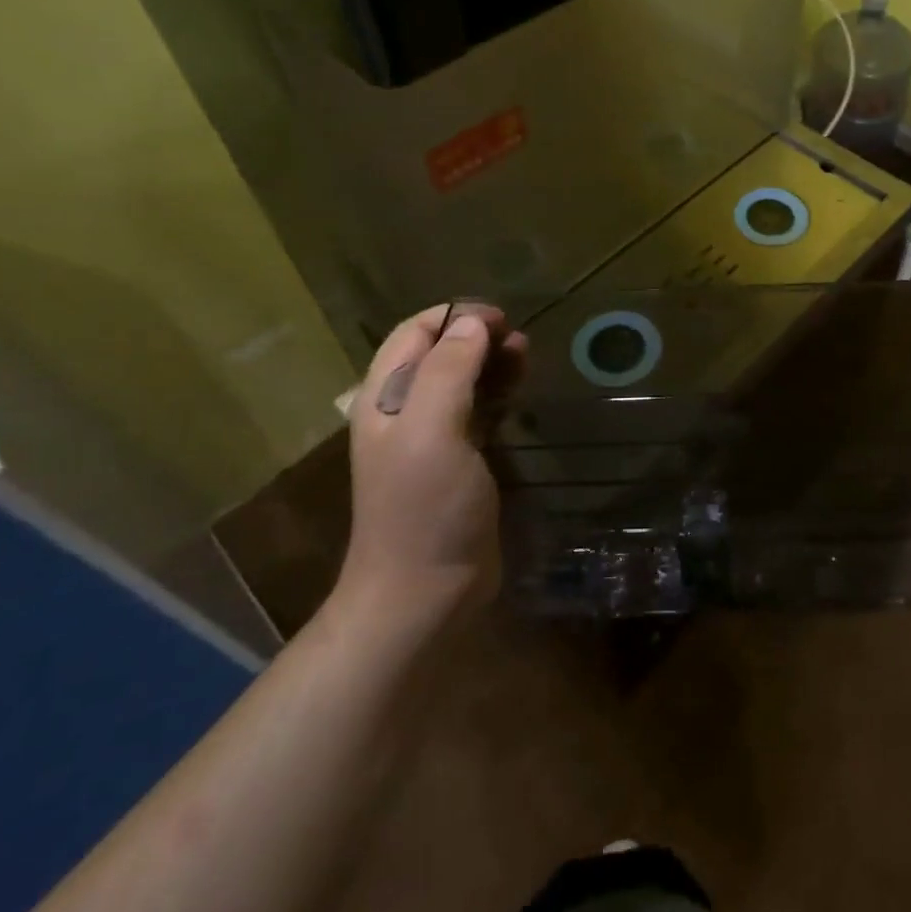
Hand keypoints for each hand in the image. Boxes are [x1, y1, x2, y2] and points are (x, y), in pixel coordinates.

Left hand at [336, 304, 525, 621]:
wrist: (424, 594)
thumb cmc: (424, 508)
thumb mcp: (432, 432)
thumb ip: (448, 370)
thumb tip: (472, 323)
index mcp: (385, 399)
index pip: (414, 333)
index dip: (455, 317)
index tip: (500, 319)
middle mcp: (403, 412)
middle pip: (439, 353)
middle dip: (477, 336)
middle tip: (519, 340)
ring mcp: (430, 438)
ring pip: (461, 380)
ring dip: (491, 362)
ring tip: (525, 357)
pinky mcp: (458, 461)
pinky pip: (477, 410)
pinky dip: (497, 392)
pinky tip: (518, 392)